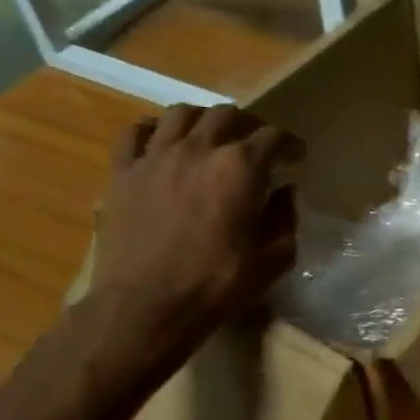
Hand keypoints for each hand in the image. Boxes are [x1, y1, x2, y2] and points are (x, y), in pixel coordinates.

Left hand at [91, 104, 301, 357]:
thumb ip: (285, 219)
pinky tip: (162, 142)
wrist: (148, 306)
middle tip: (257, 145)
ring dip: (203, 120)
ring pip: (181, 113)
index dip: (291, 144)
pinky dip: (153, 130)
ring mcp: (155, 156)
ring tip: (210, 137)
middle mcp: (199, 149)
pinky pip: (135, 132)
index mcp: (241, 168)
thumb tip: (284, 192)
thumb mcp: (273, 260)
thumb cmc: (218, 286)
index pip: (274, 136)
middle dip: (249, 125)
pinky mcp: (122, 172)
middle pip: (227, 114)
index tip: (297, 157)